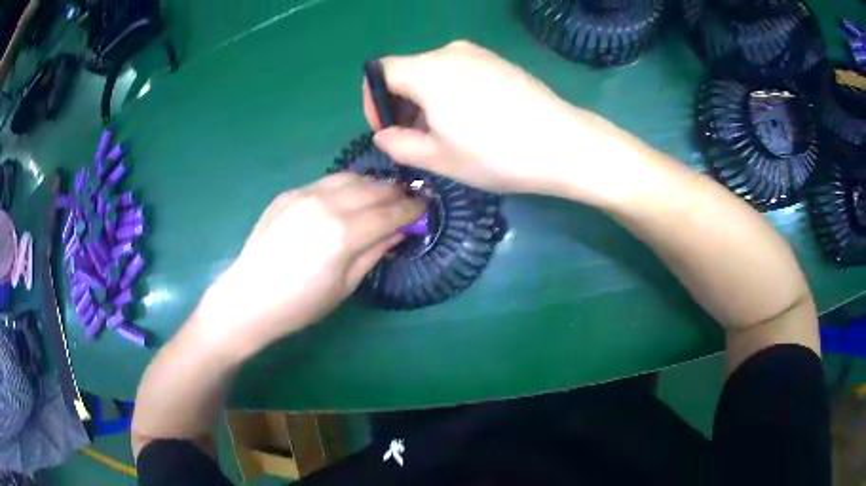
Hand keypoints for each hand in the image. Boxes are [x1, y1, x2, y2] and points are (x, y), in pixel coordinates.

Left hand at [194, 173, 425, 355]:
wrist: (248, 298)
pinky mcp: (289, 194)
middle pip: (372, 189)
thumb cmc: (299, 305)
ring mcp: (304, 195)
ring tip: (381, 194)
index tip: (426, 205)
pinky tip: (348, 197)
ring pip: (349, 178)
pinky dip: (345, 186)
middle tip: (408, 199)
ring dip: (371, 184)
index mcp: (343, 234)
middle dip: (395, 193)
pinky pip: (325, 182)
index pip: (389, 213)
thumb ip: (374, 252)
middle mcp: (326, 205)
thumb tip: (398, 231)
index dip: (411, 209)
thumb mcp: (344, 286)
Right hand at [364, 41, 641, 203]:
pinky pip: (460, 71)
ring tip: (447, 134)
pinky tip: (474, 119)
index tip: (388, 130)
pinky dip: (452, 92)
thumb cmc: (496, 154)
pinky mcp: (499, 62)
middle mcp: (450, 52)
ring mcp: (479, 54)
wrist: (564, 144)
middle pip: (408, 71)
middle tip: (417, 139)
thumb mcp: (439, 158)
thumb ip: (399, 144)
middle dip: (403, 104)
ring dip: (428, 100)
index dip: (375, 101)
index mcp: (428, 71)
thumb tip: (384, 135)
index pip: (380, 72)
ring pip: (434, 72)